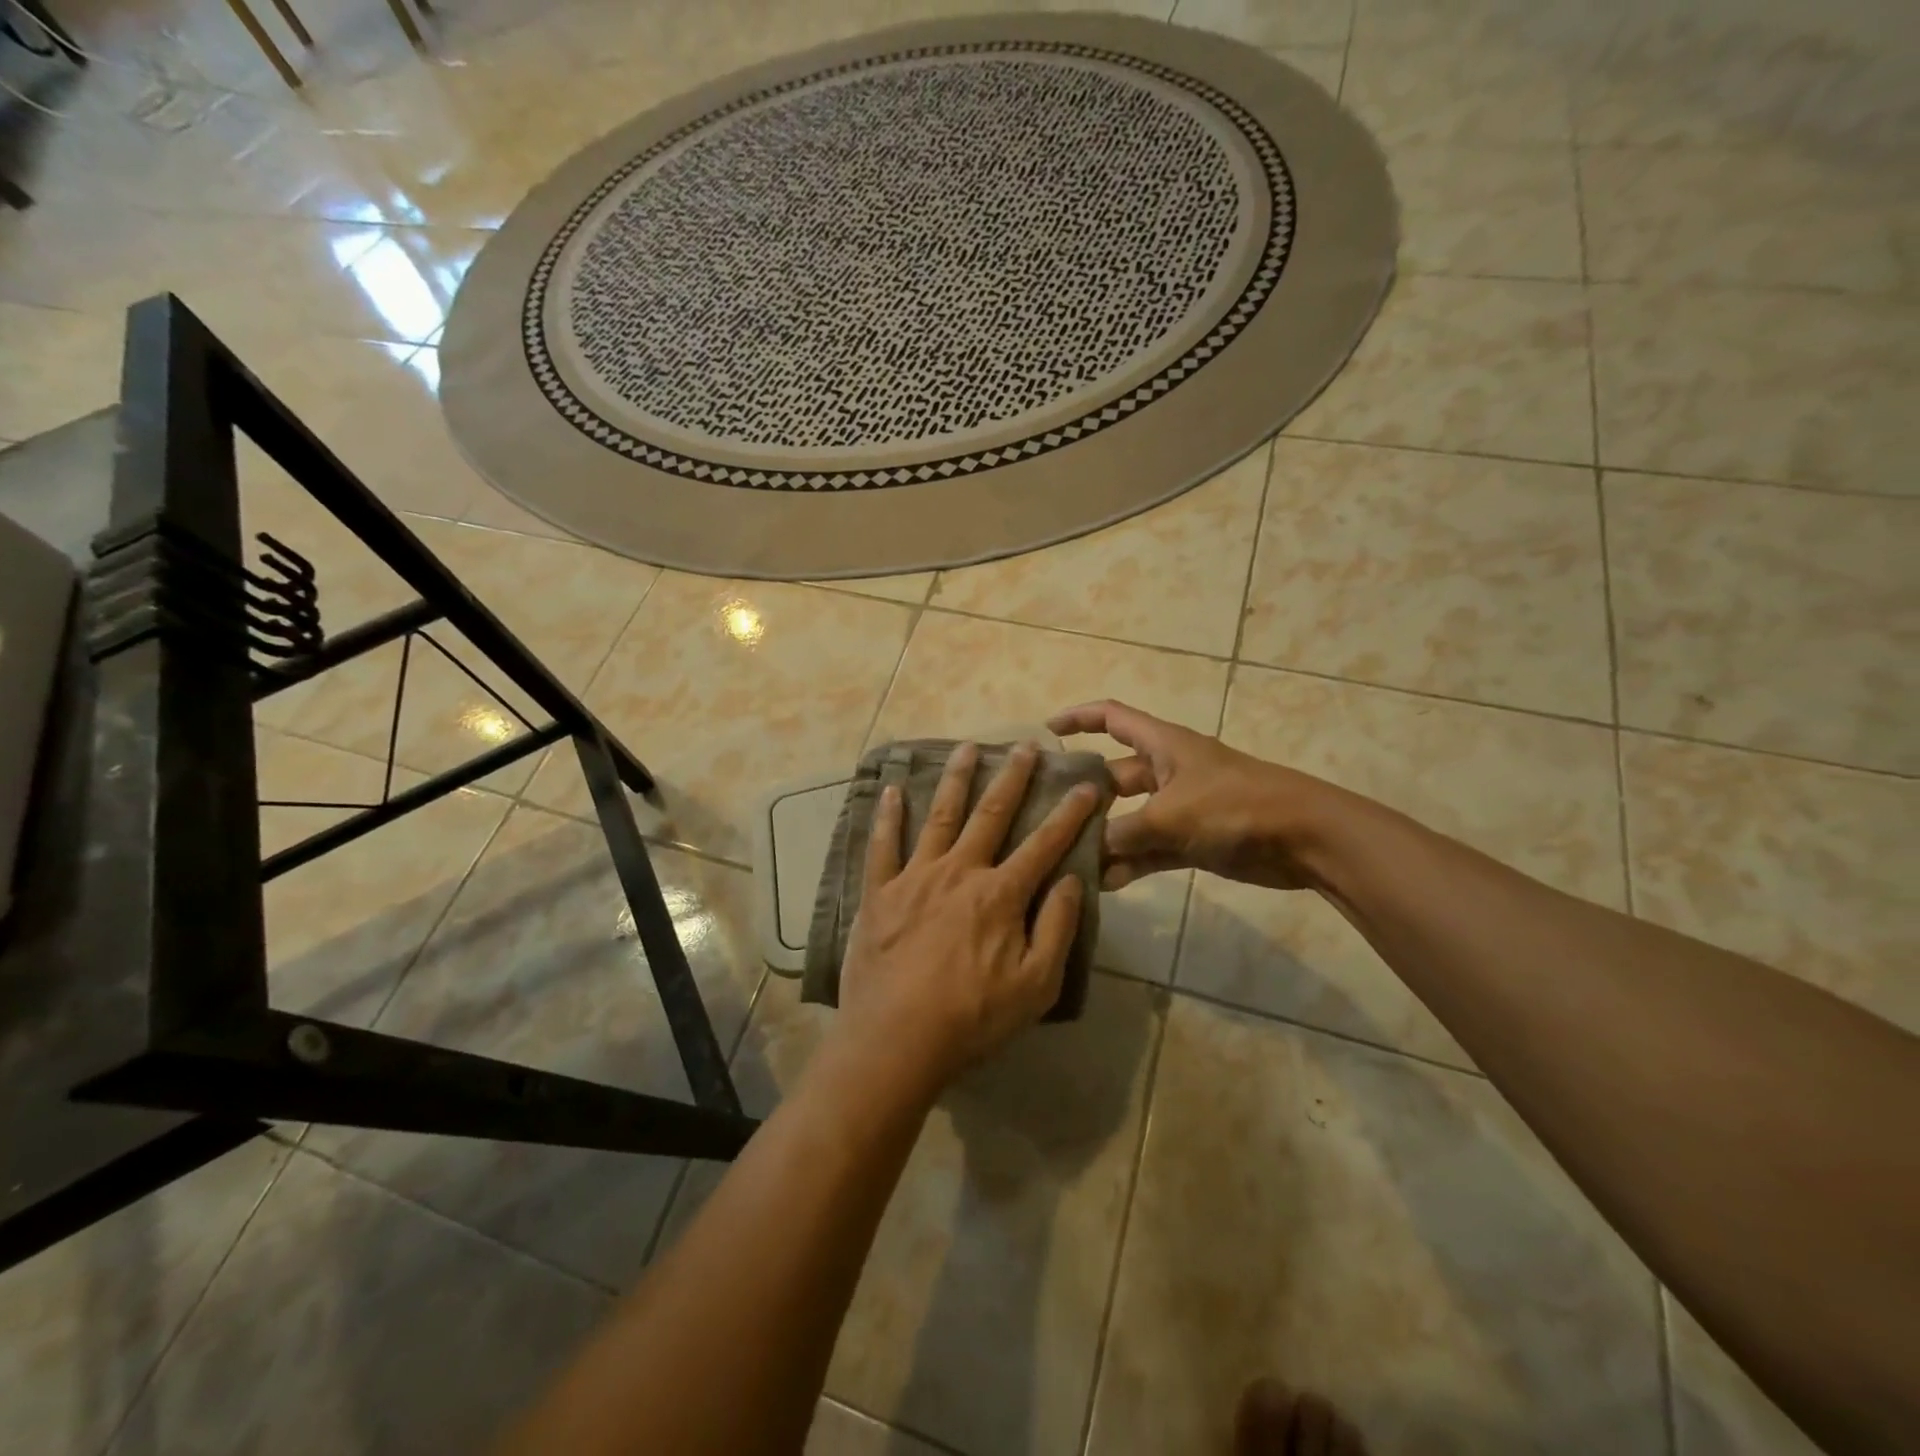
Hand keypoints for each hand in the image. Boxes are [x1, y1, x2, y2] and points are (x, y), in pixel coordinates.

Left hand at [837, 742, 1098, 1084]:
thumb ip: (1056, 929)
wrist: (896, 1040)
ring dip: (955, 779)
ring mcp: (915, 877)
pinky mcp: (878, 892)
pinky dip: (887, 816)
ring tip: (966, 747)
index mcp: (1000, 894)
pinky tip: (892, 789)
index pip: (1044, 844)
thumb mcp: (1035, 985)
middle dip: (1012, 778)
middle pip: (991, 815)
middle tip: (1025, 745)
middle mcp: (960, 872)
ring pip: (939, 816)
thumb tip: (1072, 881)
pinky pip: (882, 845)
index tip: (1086, 784)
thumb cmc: (972, 1018)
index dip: (1069, 813)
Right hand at [1047, 700, 1336, 891]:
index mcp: (1163, 745)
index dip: (1079, 718)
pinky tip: (1105, 884)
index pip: (1112, 718)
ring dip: (1105, 838)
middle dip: (1084, 795)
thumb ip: (1123, 833)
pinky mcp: (1194, 840)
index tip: (1047, 731)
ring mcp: (1181, 808)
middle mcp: (1167, 771)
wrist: (1304, 838)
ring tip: (1068, 858)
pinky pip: (1151, 849)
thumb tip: (1087, 851)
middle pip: (1114, 777)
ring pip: (1131, 820)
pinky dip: (1131, 863)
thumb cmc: (1234, 806)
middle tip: (1045, 816)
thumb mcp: (1170, 815)